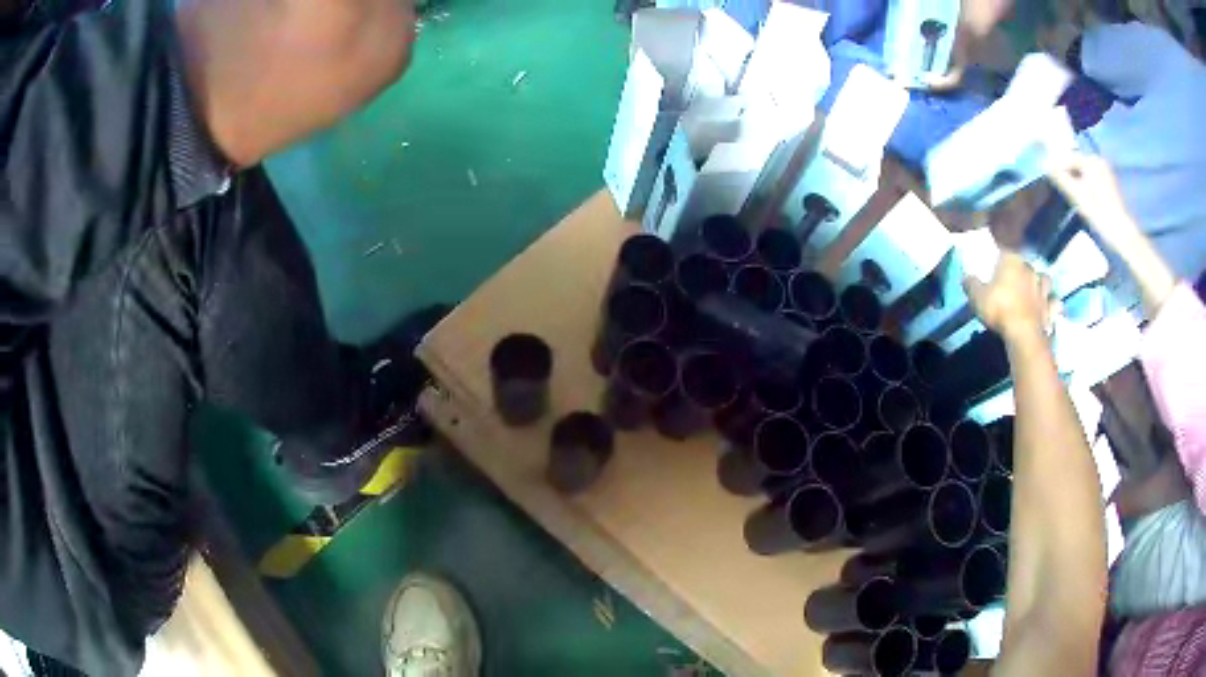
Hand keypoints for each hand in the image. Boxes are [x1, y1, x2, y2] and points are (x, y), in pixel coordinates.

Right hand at [965, 252, 1056, 341]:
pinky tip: (1049, 307)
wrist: (1023, 334)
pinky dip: (1052, 304)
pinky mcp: (1051, 308)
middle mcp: (1030, 269)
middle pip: (1027, 264)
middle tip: (1017, 279)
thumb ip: (971, 284)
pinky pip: (1054, 302)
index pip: (1006, 250)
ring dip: (1042, 283)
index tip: (999, 262)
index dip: (1002, 256)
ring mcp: (1043, 289)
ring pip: (1046, 279)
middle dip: (1023, 270)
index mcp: (1012, 260)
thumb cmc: (999, 309)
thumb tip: (966, 276)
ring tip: (1036, 290)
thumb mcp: (977, 297)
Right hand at [1046, 151, 1141, 247]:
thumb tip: (1046, 166)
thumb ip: (1061, 179)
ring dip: (1074, 179)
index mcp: (1090, 160)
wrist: (1121, 233)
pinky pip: (1090, 178)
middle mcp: (1097, 161)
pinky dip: (1083, 184)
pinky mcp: (1108, 184)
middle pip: (1076, 164)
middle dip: (1066, 172)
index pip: (1067, 158)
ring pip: (1083, 172)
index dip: (1056, 167)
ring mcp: (1104, 172)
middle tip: (1056, 185)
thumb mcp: (1078, 196)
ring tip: (1067, 191)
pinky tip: (1080, 195)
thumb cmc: (1099, 213)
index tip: (1046, 176)